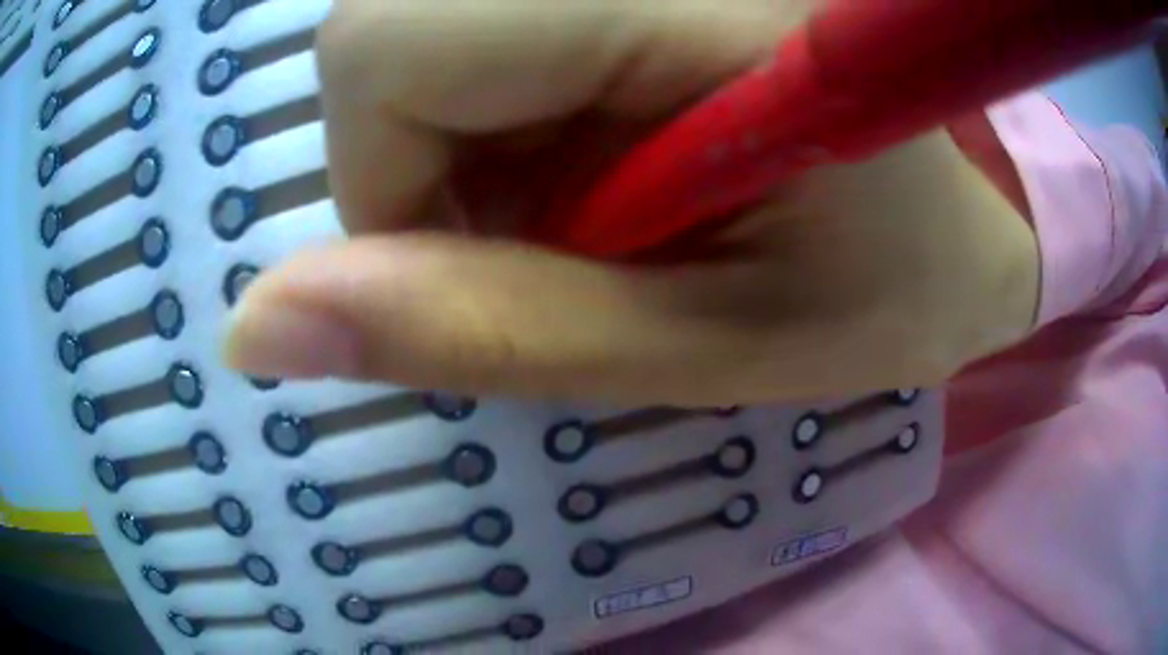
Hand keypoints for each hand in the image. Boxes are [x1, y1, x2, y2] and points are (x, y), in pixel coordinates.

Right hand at [223, 0, 1039, 405]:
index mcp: (696, 4)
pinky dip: (507, 102)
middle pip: (383, 27)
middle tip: (560, 230)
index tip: (486, 261)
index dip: (383, 181)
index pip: (378, 47)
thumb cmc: (886, 292)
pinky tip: (612, 142)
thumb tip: (253, 328)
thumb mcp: (699, 350)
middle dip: (419, 155)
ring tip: (605, 194)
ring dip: (470, 134)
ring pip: (424, 23)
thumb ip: (471, 333)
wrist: (970, 230)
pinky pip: (489, 22)